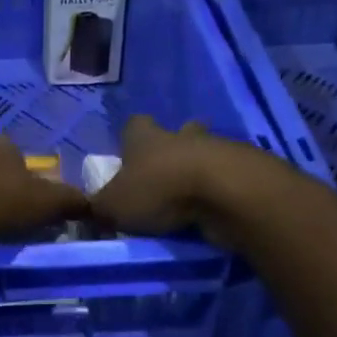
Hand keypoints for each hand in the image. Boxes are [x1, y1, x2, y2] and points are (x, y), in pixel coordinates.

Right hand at [90, 116, 234, 238]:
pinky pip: (228, 176)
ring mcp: (217, 149)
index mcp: (146, 138)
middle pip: (178, 132)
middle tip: (165, 177)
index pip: (134, 125)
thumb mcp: (113, 206)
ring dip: (199, 171)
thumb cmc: (160, 190)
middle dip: (172, 150)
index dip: (130, 139)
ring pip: (206, 152)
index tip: (128, 158)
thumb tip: (91, 211)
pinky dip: (220, 190)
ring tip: (191, 199)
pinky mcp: (244, 170)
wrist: (226, 192)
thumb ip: (99, 208)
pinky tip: (214, 210)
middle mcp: (181, 136)